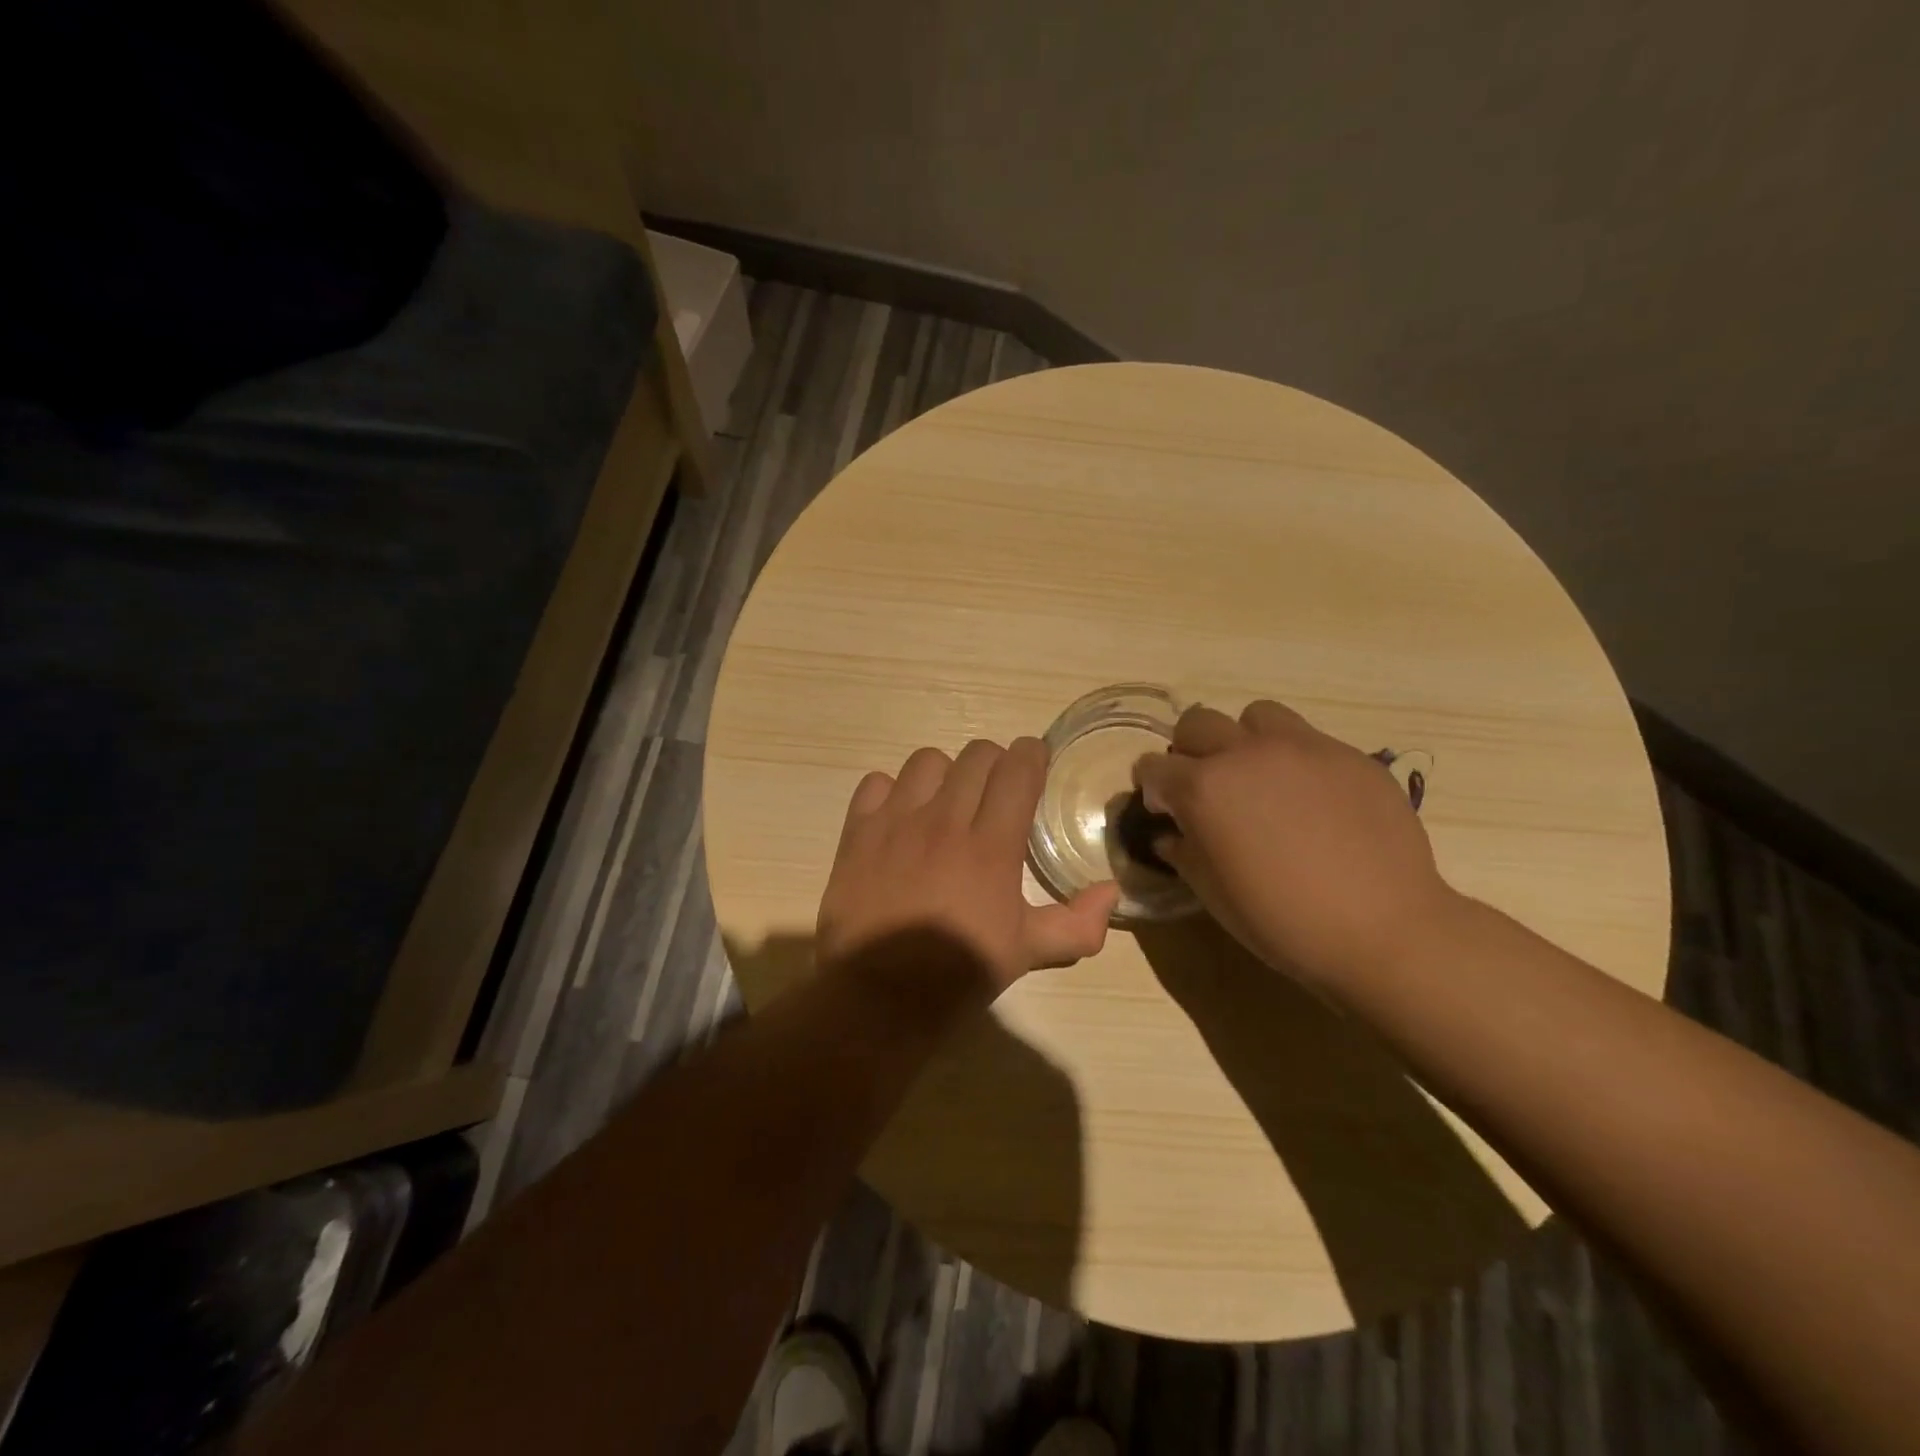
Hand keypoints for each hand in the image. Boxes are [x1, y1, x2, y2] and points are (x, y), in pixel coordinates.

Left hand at [817, 737, 1120, 1002]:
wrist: (879, 997)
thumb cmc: (959, 973)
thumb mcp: (1028, 953)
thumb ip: (1078, 924)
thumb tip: (1111, 892)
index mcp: (992, 845)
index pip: (1017, 769)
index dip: (1032, 756)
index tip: (1036, 763)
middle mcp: (945, 821)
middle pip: (977, 755)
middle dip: (995, 763)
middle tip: (997, 791)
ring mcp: (896, 822)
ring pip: (927, 761)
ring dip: (945, 773)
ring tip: (947, 801)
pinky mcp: (858, 832)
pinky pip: (876, 783)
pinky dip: (892, 792)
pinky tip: (901, 818)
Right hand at [1133, 701, 1458, 989]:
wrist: (1383, 930)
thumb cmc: (1282, 920)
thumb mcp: (1213, 894)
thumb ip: (1183, 851)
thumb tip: (1172, 833)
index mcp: (1204, 787)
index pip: (1154, 766)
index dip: (1153, 788)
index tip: (1165, 812)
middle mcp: (1246, 753)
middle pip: (1197, 723)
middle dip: (1189, 751)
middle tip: (1207, 788)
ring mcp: (1303, 747)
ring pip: (1255, 716)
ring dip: (1244, 740)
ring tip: (1260, 778)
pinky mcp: (1350, 755)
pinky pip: (1309, 740)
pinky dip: (1295, 760)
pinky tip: (1314, 801)